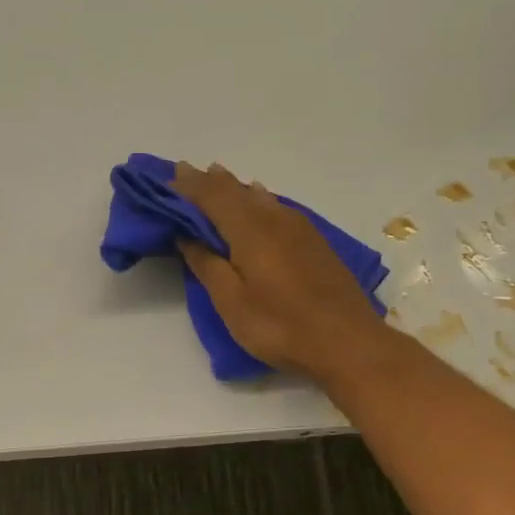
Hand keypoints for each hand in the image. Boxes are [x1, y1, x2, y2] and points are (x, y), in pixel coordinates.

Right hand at [171, 161, 393, 386]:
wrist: (348, 342)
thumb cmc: (281, 325)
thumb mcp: (232, 302)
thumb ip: (207, 264)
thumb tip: (186, 235)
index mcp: (249, 229)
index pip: (211, 195)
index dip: (187, 185)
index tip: (166, 176)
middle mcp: (274, 218)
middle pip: (235, 190)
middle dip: (208, 181)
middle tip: (185, 172)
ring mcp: (298, 227)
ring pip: (259, 195)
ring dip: (233, 186)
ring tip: (216, 177)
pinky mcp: (313, 241)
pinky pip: (276, 206)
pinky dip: (257, 198)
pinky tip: (258, 198)